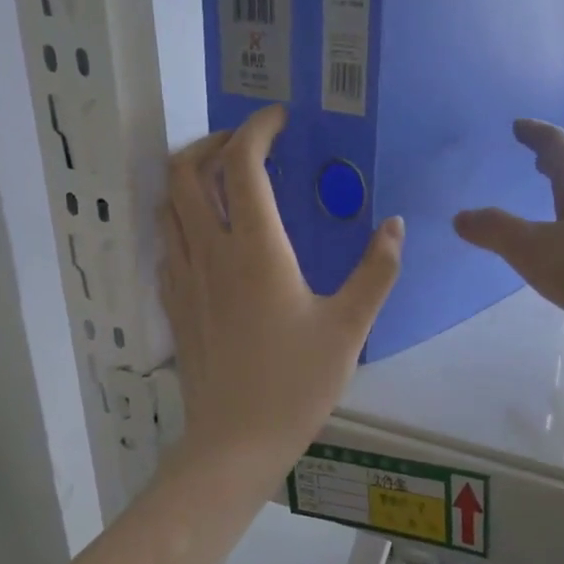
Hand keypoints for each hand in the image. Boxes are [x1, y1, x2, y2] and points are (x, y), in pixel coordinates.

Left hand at [160, 106, 403, 479]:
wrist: (235, 442)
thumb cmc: (296, 385)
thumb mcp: (349, 329)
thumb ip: (376, 272)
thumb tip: (397, 226)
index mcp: (256, 251)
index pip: (241, 164)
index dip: (256, 129)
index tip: (280, 121)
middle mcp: (210, 253)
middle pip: (186, 172)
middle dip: (213, 143)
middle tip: (248, 146)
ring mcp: (184, 279)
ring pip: (167, 204)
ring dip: (190, 177)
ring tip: (224, 180)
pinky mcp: (175, 305)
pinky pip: (166, 241)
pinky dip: (181, 217)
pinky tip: (208, 235)